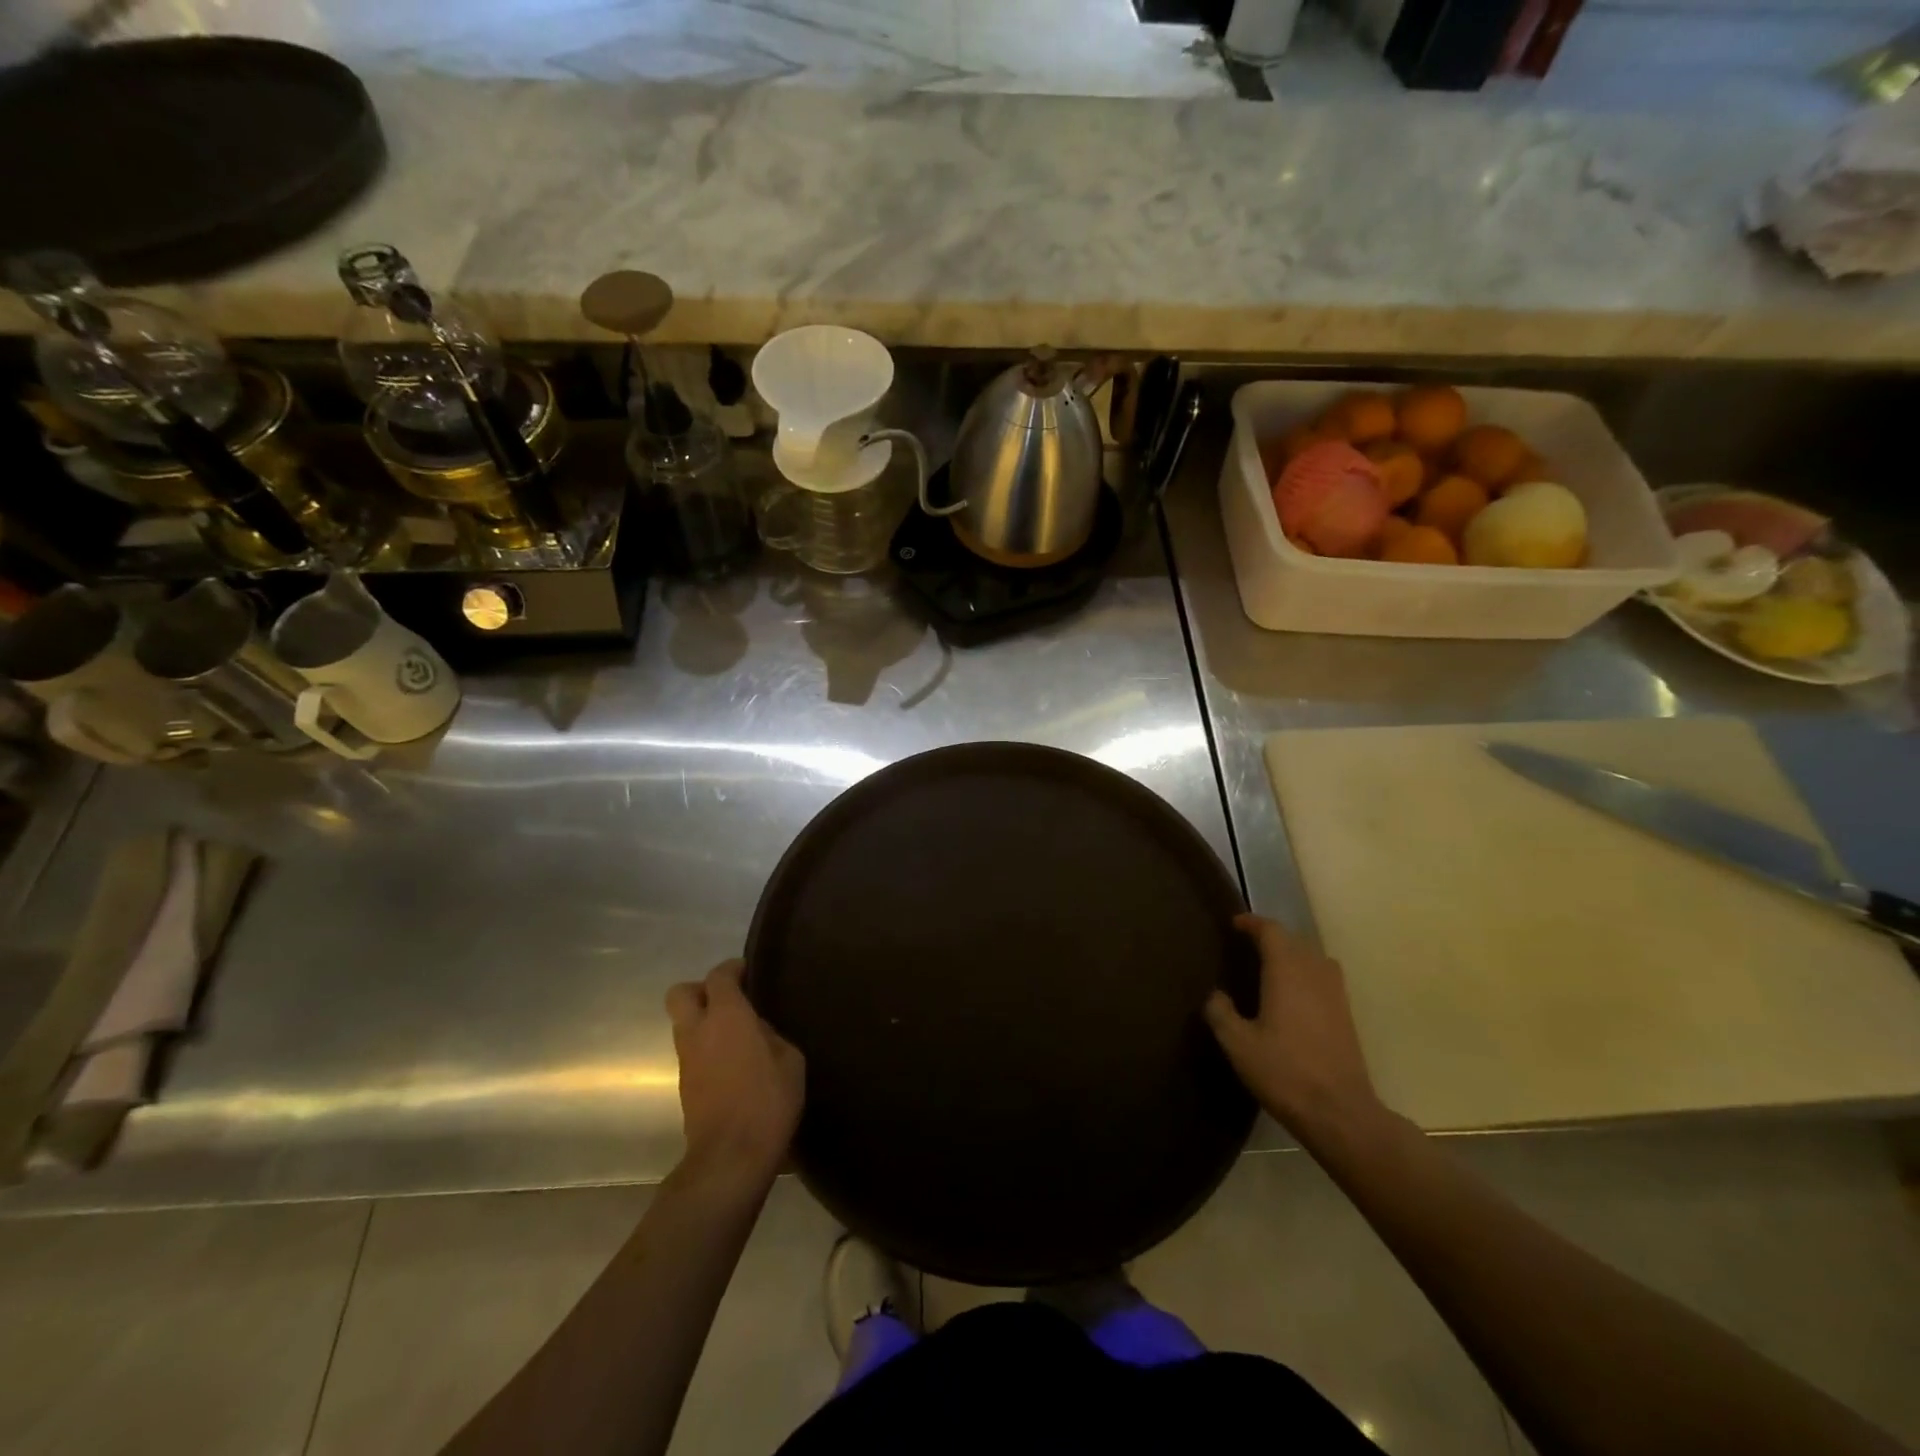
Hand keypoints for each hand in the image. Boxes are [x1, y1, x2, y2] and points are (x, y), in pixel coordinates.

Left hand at [665, 960, 804, 1187]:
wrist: (731, 1158)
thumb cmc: (767, 1101)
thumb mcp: (789, 1060)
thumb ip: (770, 1034)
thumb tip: (756, 1029)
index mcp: (726, 1016)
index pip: (718, 976)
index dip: (732, 968)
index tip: (749, 971)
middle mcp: (698, 1031)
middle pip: (681, 994)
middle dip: (701, 989)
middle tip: (730, 998)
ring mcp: (686, 1061)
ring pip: (684, 1025)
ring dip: (703, 1021)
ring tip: (737, 1031)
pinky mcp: (685, 1087)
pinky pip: (692, 1051)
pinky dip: (707, 1047)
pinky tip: (733, 1060)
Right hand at [1204, 915, 1384, 1141]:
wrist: (1340, 1113)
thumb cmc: (1285, 1072)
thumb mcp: (1238, 1044)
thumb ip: (1221, 1013)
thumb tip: (1215, 994)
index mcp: (1287, 972)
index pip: (1272, 932)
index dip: (1253, 923)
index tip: (1235, 923)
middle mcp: (1315, 974)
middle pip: (1295, 941)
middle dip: (1271, 937)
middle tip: (1247, 945)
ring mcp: (1336, 995)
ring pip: (1314, 958)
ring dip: (1292, 955)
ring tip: (1271, 967)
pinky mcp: (1347, 1016)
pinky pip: (1324, 978)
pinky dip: (1307, 974)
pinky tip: (1293, 997)